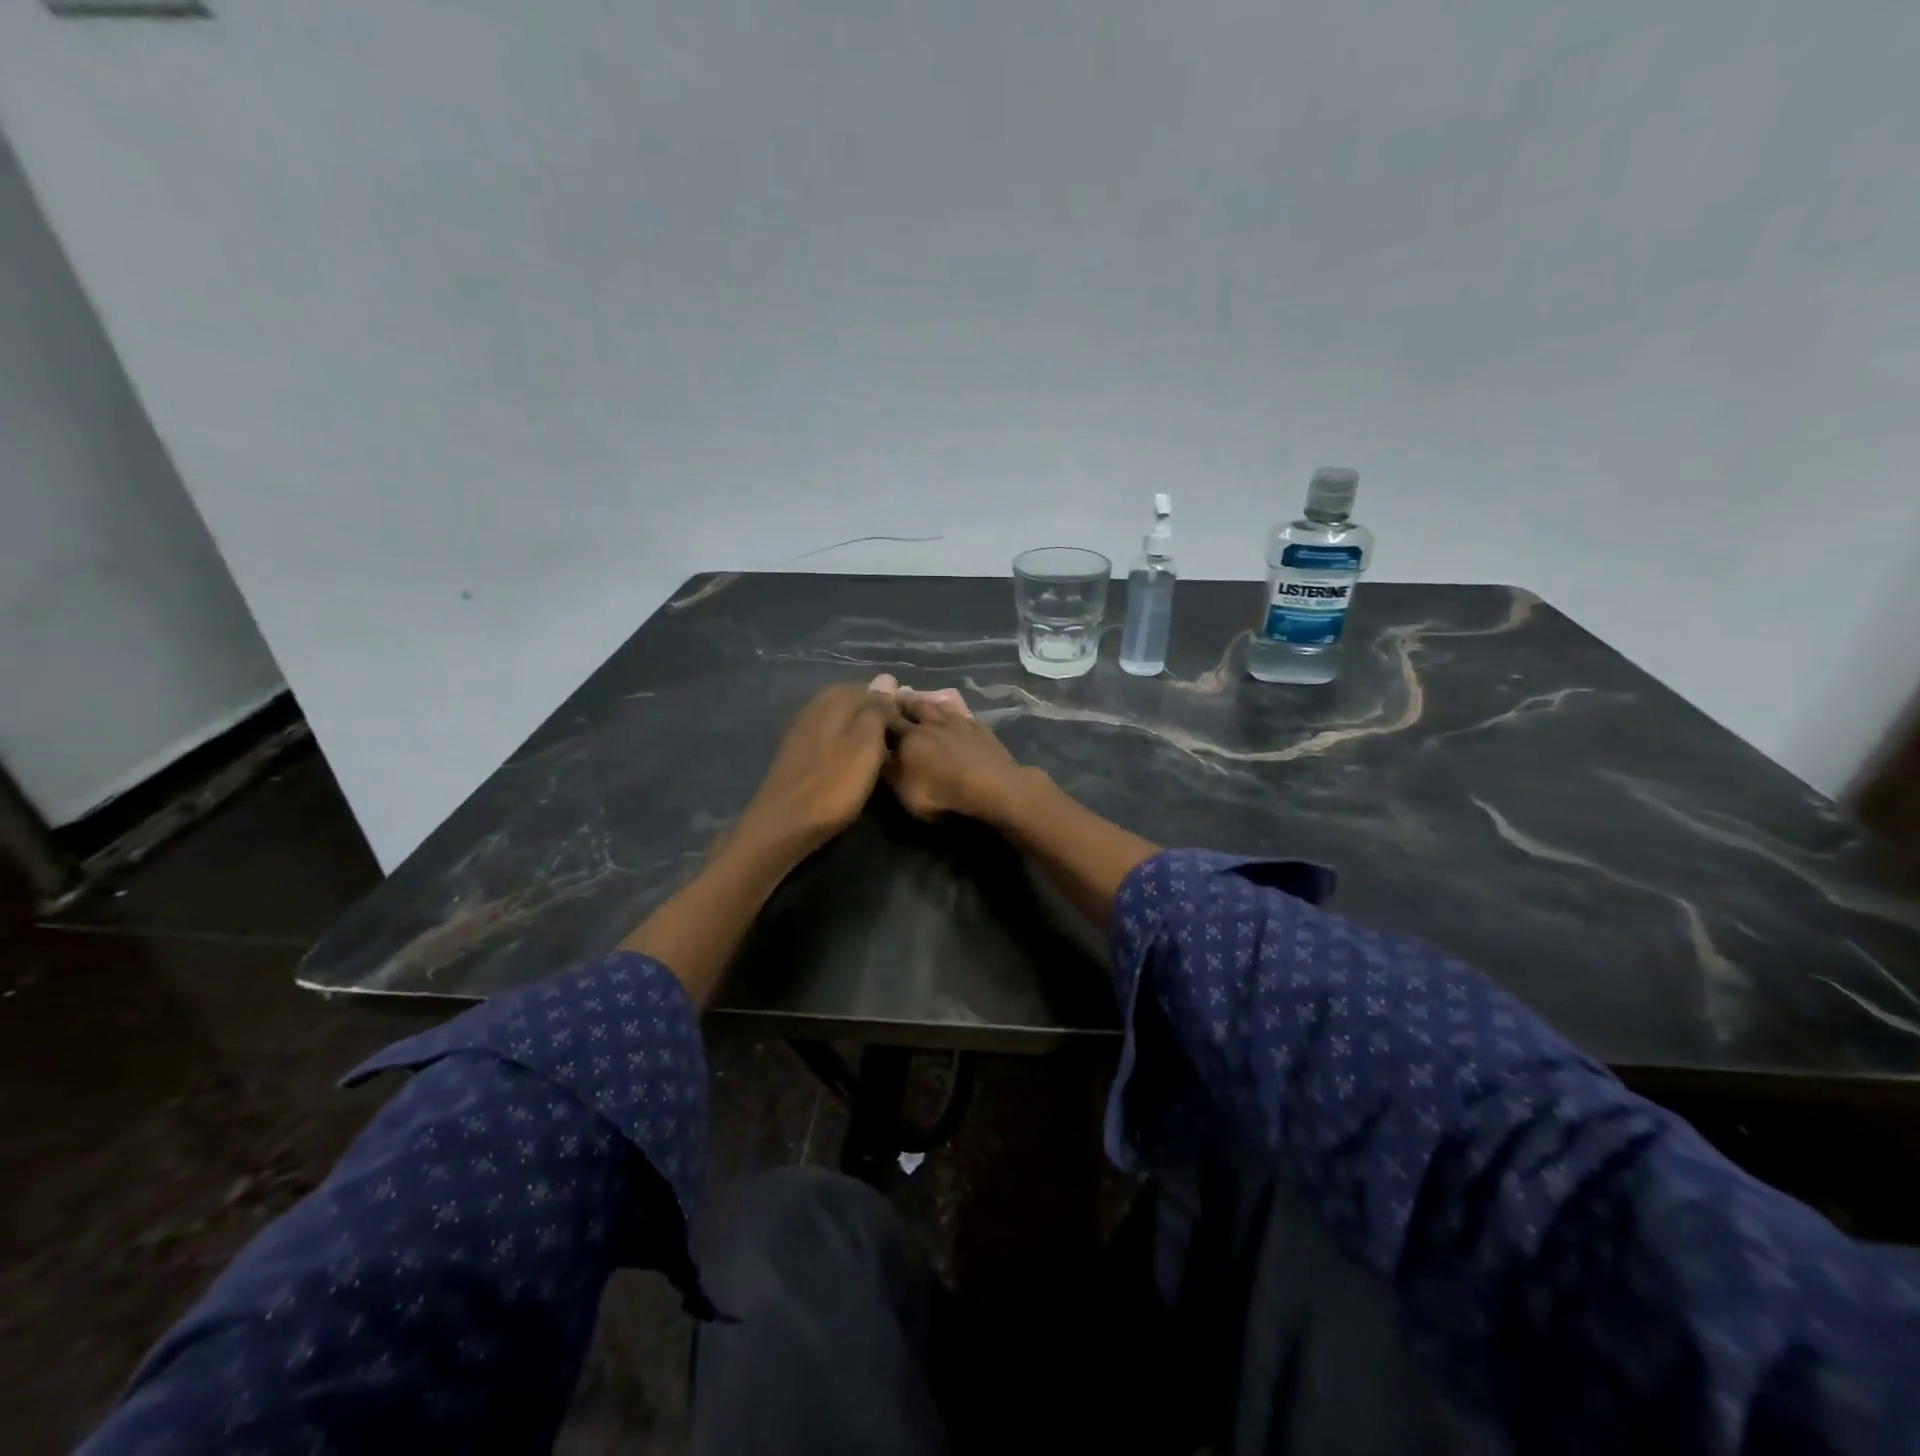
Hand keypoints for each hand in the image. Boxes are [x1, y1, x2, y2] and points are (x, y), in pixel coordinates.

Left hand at [738, 682, 892, 856]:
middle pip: (856, 705)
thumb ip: (877, 709)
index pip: (873, 688)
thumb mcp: (865, 744)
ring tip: (884, 757)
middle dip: (879, 720)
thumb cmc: (833, 784)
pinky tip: (857, 767)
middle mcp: (815, 707)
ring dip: (864, 736)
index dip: (895, 704)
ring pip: (844, 724)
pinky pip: (832, 741)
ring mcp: (803, 731)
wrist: (784, 825)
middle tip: (901, 744)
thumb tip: (886, 677)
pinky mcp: (798, 755)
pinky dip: (848, 749)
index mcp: (833, 699)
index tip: (912, 725)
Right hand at [884, 695, 1032, 824]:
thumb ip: (892, 772)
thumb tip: (882, 757)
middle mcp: (933, 724)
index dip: (880, 712)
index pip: (890, 720)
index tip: (873, 705)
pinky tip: (961, 719)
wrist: (990, 786)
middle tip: (899, 696)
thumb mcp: (905, 792)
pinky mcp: (982, 731)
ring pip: (942, 707)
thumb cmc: (941, 793)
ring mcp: (960, 724)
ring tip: (927, 702)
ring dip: (933, 704)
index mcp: (910, 737)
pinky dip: (959, 717)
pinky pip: (966, 718)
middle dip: (906, 702)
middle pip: (917, 706)